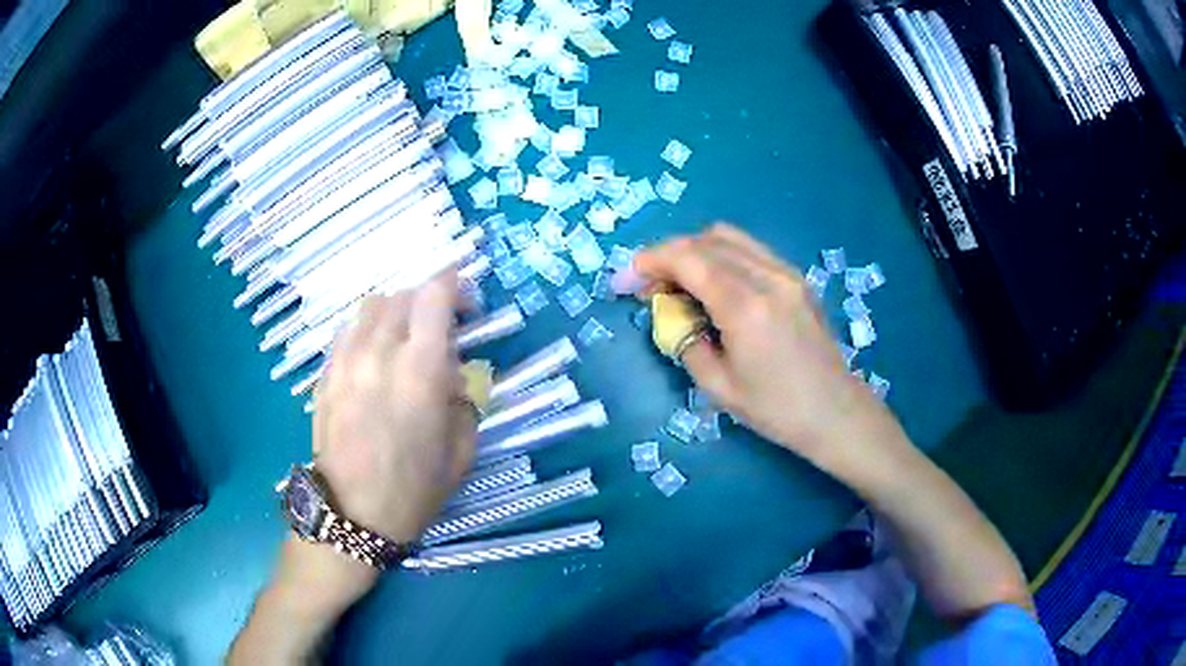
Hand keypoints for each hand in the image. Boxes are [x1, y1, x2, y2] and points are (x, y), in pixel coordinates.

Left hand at [312, 270, 475, 544]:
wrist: (353, 514)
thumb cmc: (415, 488)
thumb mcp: (461, 448)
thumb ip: (462, 397)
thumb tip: (451, 372)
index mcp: (421, 370)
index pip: (435, 295)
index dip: (454, 281)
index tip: (467, 297)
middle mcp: (380, 352)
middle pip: (402, 295)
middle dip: (427, 299)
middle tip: (440, 325)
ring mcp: (346, 361)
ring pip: (370, 307)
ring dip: (395, 312)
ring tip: (404, 338)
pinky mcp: (325, 374)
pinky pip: (347, 332)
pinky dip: (367, 331)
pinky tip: (373, 357)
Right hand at [631, 223, 898, 472]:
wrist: (835, 412)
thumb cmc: (775, 410)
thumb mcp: (718, 386)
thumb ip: (685, 340)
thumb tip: (670, 313)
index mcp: (745, 306)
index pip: (687, 259)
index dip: (648, 262)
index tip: (624, 281)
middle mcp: (767, 277)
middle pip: (704, 241)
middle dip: (666, 256)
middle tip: (647, 288)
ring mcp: (786, 272)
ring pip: (728, 237)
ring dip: (693, 252)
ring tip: (678, 283)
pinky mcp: (796, 277)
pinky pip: (749, 249)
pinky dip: (720, 256)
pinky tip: (713, 285)